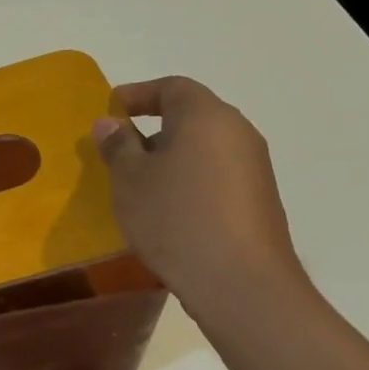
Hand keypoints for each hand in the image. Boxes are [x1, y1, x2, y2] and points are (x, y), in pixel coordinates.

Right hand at [92, 77, 308, 328]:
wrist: (240, 282)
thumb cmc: (176, 218)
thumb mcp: (131, 179)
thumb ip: (118, 145)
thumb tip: (111, 124)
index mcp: (206, 116)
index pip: (171, 87)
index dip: (138, 94)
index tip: (110, 110)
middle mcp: (237, 132)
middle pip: (191, 116)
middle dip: (152, 129)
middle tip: (118, 150)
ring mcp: (254, 168)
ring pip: (203, 148)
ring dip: (170, 158)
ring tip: (138, 184)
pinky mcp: (258, 200)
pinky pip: (216, 175)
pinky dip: (189, 180)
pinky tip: (167, 211)